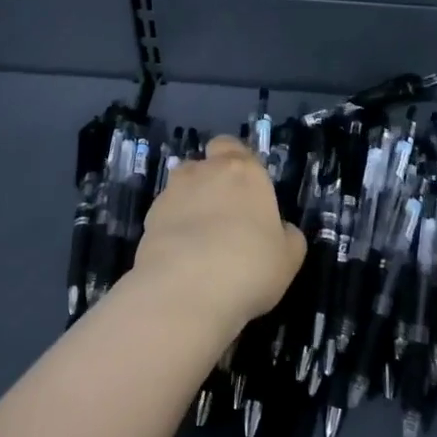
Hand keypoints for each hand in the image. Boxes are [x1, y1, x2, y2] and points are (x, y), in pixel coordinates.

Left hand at [128, 136, 305, 335]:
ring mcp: (171, 195)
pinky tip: (183, 260)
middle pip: (203, 166)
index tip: (244, 187)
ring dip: (189, 207)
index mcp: (242, 171)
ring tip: (201, 243)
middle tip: (224, 218)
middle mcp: (203, 173)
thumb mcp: (289, 257)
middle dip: (210, 184)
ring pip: (180, 191)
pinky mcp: (147, 222)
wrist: (186, 290)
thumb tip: (279, 230)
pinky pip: (165, 219)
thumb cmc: (250, 265)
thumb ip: (286, 235)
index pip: (231, 146)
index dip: (234, 161)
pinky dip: (172, 232)